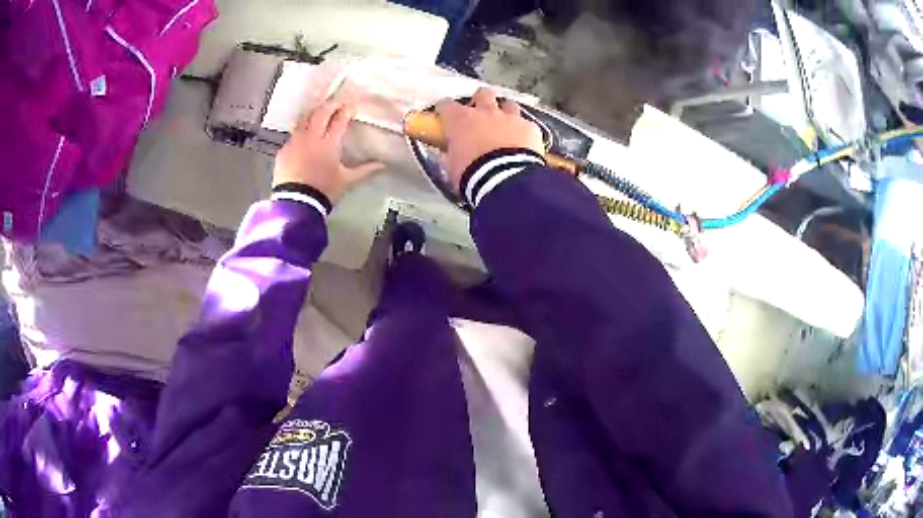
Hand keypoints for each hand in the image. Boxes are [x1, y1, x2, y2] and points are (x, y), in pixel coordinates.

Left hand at [273, 101, 382, 203]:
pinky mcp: (284, 150)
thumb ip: (364, 170)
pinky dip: (301, 132)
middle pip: (320, 112)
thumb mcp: (347, 181)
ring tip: (319, 114)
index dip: (347, 110)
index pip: (340, 119)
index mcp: (329, 143)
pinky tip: (304, 137)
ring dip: (314, 114)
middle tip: (337, 104)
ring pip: (304, 119)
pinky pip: (293, 135)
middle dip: (330, 105)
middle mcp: (311, 136)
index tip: (352, 106)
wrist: (296, 203)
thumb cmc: (324, 191)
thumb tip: (382, 165)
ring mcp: (295, 141)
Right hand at [435, 88, 544, 191]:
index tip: (445, 116)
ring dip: (506, 112)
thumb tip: (452, 153)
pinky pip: (527, 125)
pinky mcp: (530, 128)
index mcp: (460, 120)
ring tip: (506, 126)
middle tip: (481, 113)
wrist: (505, 180)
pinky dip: (525, 133)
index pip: (446, 105)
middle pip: (483, 94)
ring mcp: (510, 117)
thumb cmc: (472, 175)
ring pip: (509, 104)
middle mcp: (485, 112)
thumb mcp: (452, 168)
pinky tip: (526, 144)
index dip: (445, 109)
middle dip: (481, 100)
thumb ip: (452, 155)